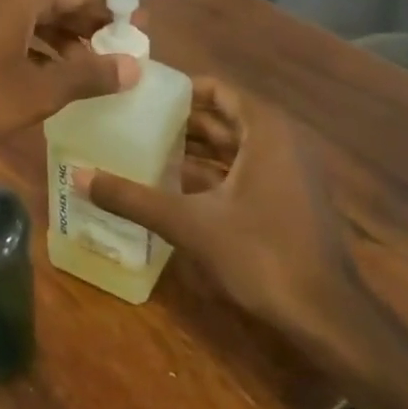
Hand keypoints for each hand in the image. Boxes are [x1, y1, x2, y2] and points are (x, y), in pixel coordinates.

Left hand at [0, 0, 140, 156]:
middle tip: (122, 50)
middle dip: (88, 26)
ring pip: (31, 21)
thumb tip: (134, 66)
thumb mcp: (37, 91)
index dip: (111, 9)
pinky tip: (48, 77)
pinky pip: (10, 34)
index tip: (140, 27)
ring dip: (62, 40)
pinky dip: (35, 50)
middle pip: (54, 4)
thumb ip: (87, 76)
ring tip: (91, 68)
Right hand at [84, 77, 372, 359]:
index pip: (219, 90)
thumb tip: (78, 177)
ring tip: (144, 148)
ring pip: (234, 147)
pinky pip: (244, 171)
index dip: (180, 89)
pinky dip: (211, 173)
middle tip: (132, 120)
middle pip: (224, 117)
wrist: (329, 319)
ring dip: (194, 148)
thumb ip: (134, 198)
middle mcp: (283, 144)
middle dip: (180, 119)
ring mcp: (290, 175)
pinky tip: (174, 186)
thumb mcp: (190, 223)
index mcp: (267, 133)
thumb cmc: (263, 255)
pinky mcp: (289, 202)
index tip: (140, 94)